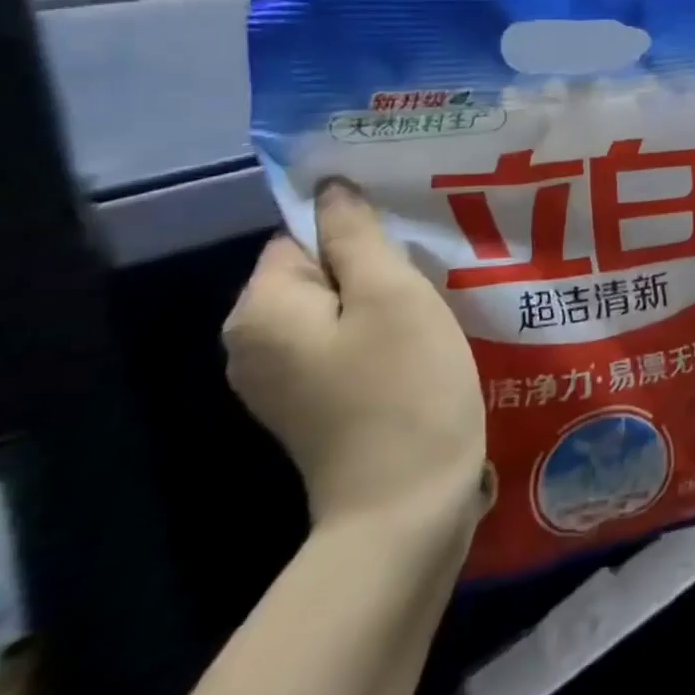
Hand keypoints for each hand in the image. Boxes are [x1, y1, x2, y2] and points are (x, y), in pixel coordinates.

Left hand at [223, 180, 487, 537]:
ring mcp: (283, 381)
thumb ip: (357, 236)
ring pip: (339, 309)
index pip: (302, 236)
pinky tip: (424, 344)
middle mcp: (255, 345)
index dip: (358, 233)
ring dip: (387, 301)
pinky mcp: (316, 405)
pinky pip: (345, 344)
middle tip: (434, 273)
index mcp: (262, 311)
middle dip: (376, 267)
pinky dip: (382, 335)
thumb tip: (331, 189)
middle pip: (319, 272)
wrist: (407, 506)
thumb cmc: (403, 388)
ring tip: (439, 304)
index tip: (413, 244)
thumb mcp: (391, 295)